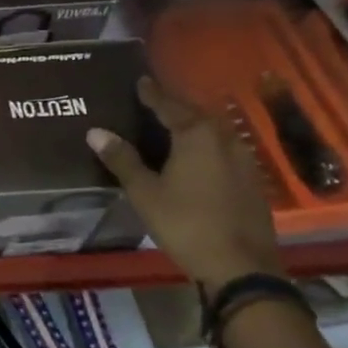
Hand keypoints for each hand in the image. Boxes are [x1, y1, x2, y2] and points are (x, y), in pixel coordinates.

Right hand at [86, 77, 282, 293]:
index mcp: (196, 134)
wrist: (241, 267)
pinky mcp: (252, 180)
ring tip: (173, 128)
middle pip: (195, 114)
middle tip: (154, 104)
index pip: (169, 105)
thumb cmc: (186, 224)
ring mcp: (243, 159)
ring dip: (193, 126)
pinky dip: (206, 147)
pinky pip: (224, 150)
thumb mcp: (145, 193)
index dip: (151, 93)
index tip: (140, 81)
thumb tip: (95, 132)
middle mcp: (224, 138)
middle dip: (175, 107)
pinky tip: (196, 158)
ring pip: (213, 132)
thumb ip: (122, 159)